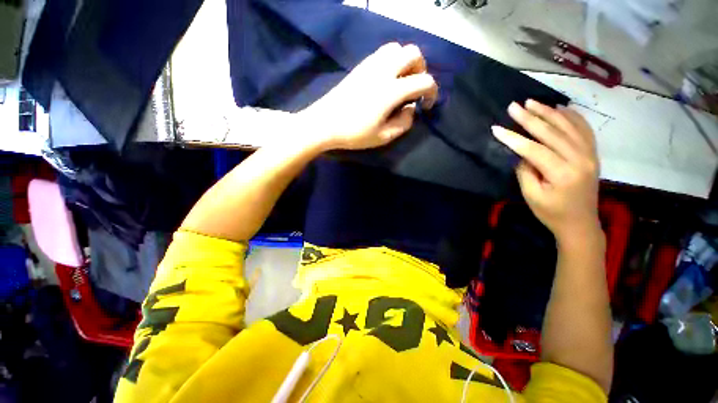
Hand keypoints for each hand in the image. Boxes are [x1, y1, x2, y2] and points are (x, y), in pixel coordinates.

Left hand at [301, 42, 437, 150]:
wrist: (325, 123)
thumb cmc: (354, 133)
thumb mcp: (383, 137)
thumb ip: (403, 124)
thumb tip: (411, 109)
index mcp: (392, 90)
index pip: (424, 80)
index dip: (432, 92)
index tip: (427, 105)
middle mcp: (384, 70)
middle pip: (413, 53)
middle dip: (421, 69)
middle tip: (415, 88)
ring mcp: (370, 65)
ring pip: (397, 48)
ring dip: (406, 62)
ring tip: (401, 82)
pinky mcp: (360, 66)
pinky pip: (382, 53)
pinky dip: (392, 61)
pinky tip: (386, 79)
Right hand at [492, 100, 600, 241]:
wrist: (580, 223)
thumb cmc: (551, 213)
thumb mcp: (531, 195)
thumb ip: (526, 171)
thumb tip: (521, 152)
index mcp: (562, 174)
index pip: (533, 150)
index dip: (513, 138)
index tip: (496, 128)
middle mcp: (580, 160)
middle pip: (552, 133)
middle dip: (530, 118)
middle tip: (514, 106)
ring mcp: (590, 155)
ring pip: (569, 127)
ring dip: (549, 112)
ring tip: (533, 102)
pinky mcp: (592, 154)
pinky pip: (584, 130)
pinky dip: (572, 116)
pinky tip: (561, 108)